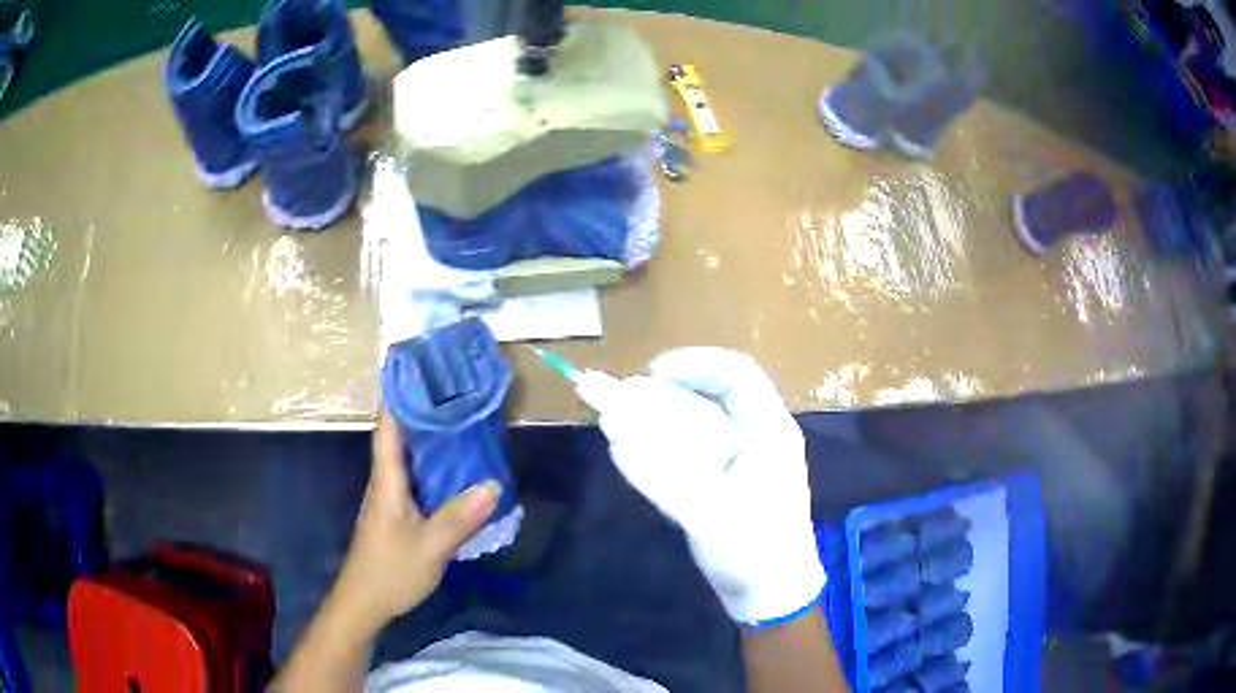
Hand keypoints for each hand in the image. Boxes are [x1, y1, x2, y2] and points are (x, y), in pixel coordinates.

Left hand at [331, 408, 500, 633]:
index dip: (399, 394)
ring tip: (462, 421)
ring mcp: (390, 498)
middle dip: (422, 409)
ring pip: (409, 457)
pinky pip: (417, 478)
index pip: (388, 426)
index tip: (420, 367)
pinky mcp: (398, 513)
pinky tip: (457, 471)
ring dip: (429, 437)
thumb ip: (459, 517)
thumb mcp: (430, 546)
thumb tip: (494, 483)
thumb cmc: (390, 570)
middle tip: (456, 389)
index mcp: (387, 480)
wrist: (365, 602)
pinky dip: (434, 465)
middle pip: (400, 435)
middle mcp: (386, 481)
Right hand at [598, 348, 824, 625]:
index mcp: (770, 431)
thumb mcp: (710, 517)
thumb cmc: (753, 553)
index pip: (737, 373)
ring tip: (629, 423)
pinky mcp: (734, 478)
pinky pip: (702, 444)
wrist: (774, 594)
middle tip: (629, 400)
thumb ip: (663, 478)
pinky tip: (645, 454)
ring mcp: (749, 457)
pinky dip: (672, 441)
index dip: (694, 363)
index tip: (650, 374)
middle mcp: (762, 435)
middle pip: (718, 392)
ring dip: (668, 415)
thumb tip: (616, 439)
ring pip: (707, 418)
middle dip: (671, 389)